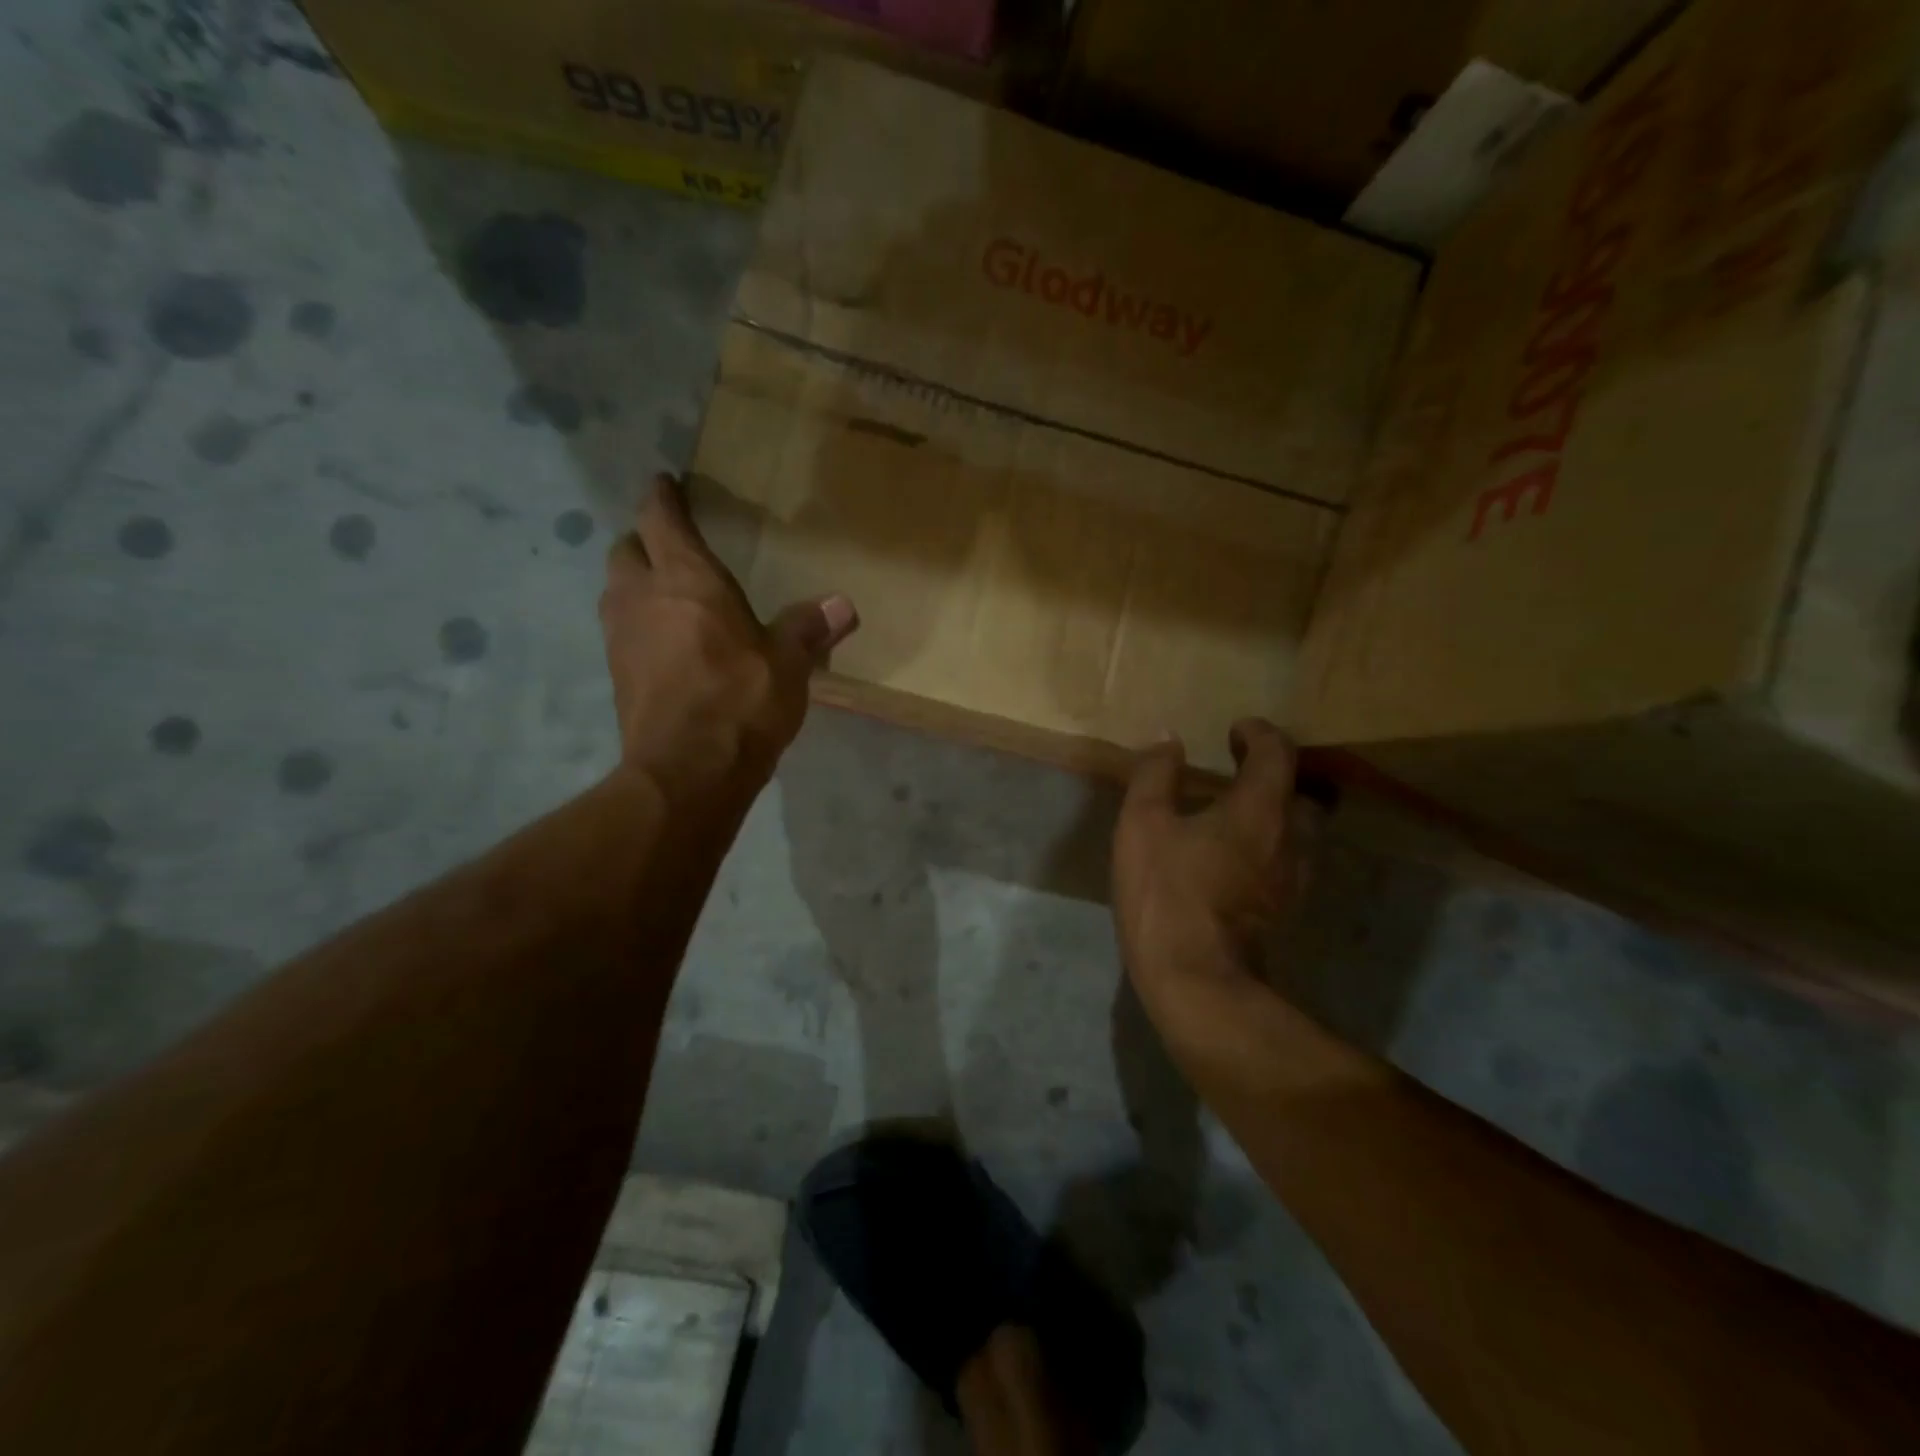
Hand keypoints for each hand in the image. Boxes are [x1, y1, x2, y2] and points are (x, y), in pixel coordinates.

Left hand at [600, 475, 856, 793]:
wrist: (688, 771)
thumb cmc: (742, 702)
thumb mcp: (789, 664)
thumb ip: (809, 628)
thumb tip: (843, 605)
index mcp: (687, 581)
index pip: (662, 520)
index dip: (662, 497)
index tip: (664, 483)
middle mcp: (642, 598)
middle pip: (626, 550)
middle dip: (644, 541)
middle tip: (670, 548)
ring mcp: (621, 638)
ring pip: (616, 591)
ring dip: (635, 584)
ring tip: (666, 595)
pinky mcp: (617, 676)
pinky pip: (621, 632)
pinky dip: (637, 625)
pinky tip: (664, 645)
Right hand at [1112, 720, 1310, 1011]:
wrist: (1196, 978)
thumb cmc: (1166, 892)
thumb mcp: (1142, 824)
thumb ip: (1155, 775)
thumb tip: (1168, 738)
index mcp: (1259, 808)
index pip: (1277, 752)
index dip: (1259, 733)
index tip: (1236, 730)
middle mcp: (1291, 837)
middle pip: (1304, 792)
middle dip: (1278, 775)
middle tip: (1244, 772)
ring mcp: (1294, 878)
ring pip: (1303, 831)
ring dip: (1279, 812)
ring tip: (1242, 813)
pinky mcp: (1287, 909)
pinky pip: (1291, 861)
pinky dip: (1273, 845)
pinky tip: (1240, 857)